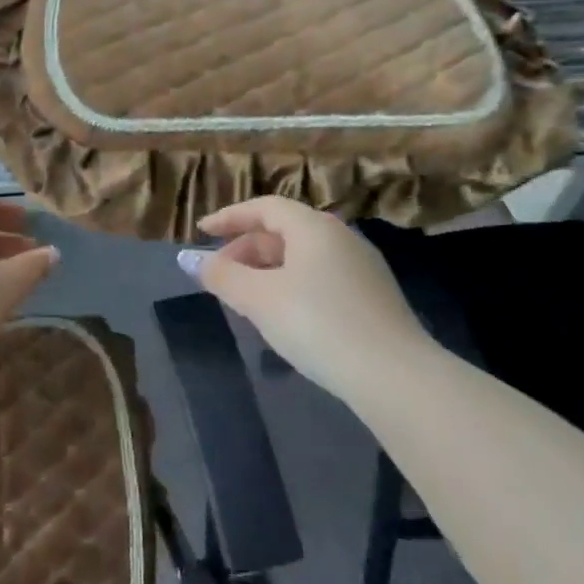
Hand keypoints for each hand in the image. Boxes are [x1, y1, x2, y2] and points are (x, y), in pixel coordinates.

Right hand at [183, 197, 432, 399]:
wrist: (395, 376)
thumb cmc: (317, 325)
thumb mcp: (259, 299)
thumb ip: (221, 275)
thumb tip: (188, 259)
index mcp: (313, 227)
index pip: (264, 207)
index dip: (229, 217)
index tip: (201, 231)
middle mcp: (340, 237)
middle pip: (283, 231)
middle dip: (246, 249)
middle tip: (219, 276)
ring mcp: (361, 267)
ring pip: (302, 257)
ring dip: (267, 270)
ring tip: (246, 299)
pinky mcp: (373, 297)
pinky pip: (320, 277)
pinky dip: (292, 285)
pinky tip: (284, 316)